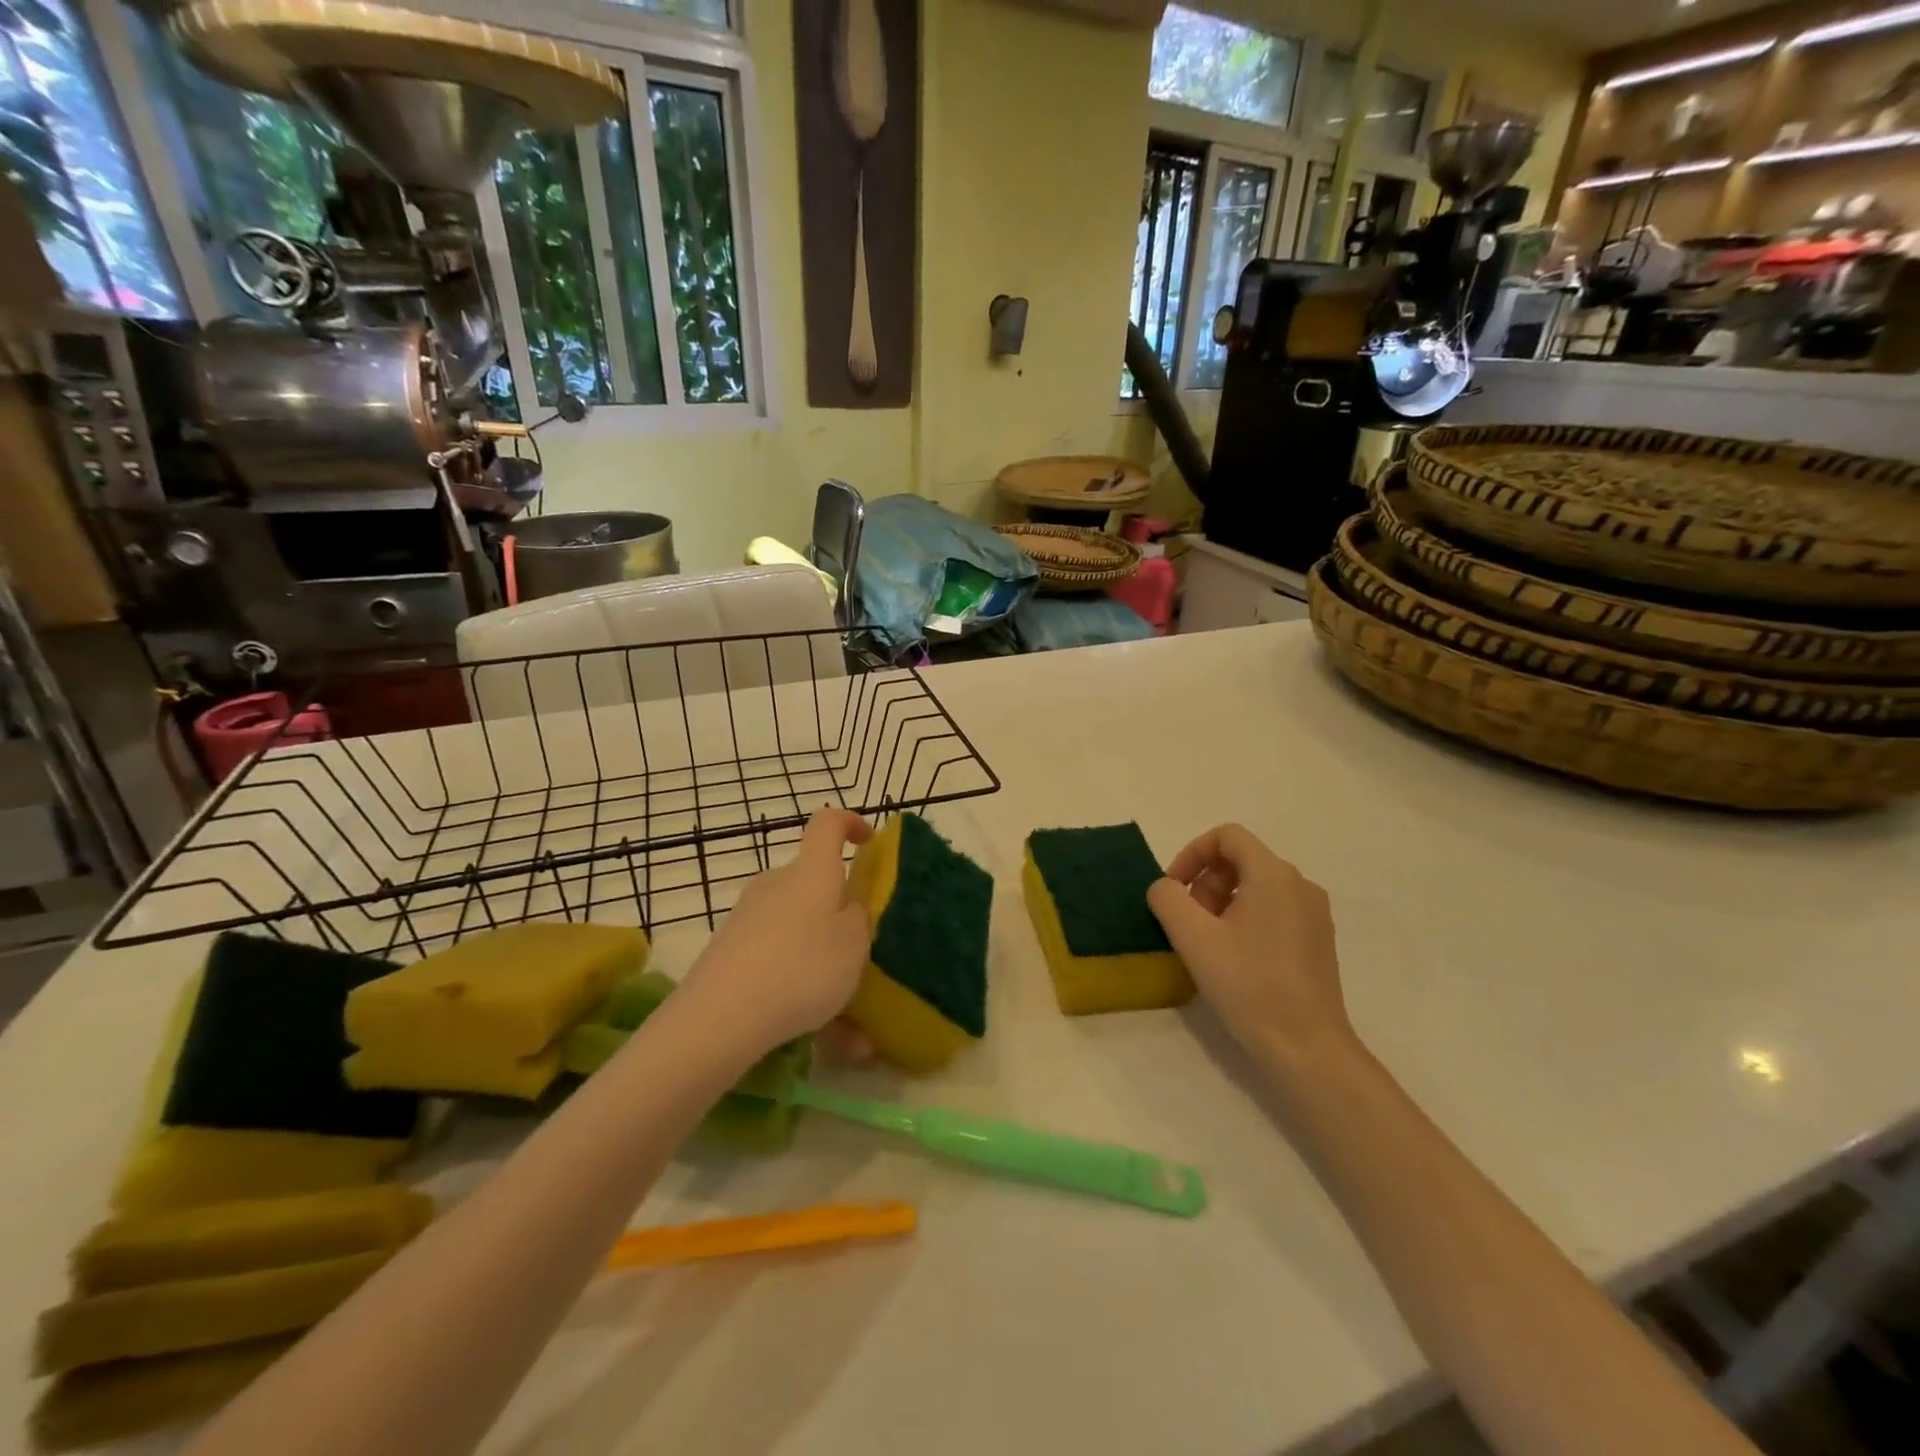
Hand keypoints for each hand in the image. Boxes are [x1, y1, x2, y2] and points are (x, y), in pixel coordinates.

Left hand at [676, 808, 872, 1056]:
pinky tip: (809, 1022)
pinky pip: (775, 953)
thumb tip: (848, 906)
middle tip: (859, 947)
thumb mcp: (854, 944)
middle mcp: (776, 883)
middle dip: (837, 907)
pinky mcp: (729, 948)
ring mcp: (747, 915)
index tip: (868, 842)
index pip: (828, 823)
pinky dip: (794, 976)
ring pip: (795, 923)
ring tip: (840, 1006)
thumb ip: (860, 918)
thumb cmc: (801, 968)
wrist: (720, 1017)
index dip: (850, 822)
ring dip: (817, 950)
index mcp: (811, 872)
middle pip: (812, 880)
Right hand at [1147, 824, 1357, 1070]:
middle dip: (1205, 882)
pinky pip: (1273, 909)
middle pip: (1241, 860)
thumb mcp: (1193, 937)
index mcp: (1273, 874)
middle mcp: (1300, 885)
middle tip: (1188, 923)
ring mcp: (1313, 914)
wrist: (1307, 1048)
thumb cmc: (1248, 985)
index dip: (1192, 853)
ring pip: (1256, 886)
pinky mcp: (1317, 940)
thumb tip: (1166, 888)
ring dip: (1221, 902)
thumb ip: (1168, 898)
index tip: (1174, 889)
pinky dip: (1244, 919)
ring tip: (1206, 943)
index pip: (1227, 836)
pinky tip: (1233, 958)